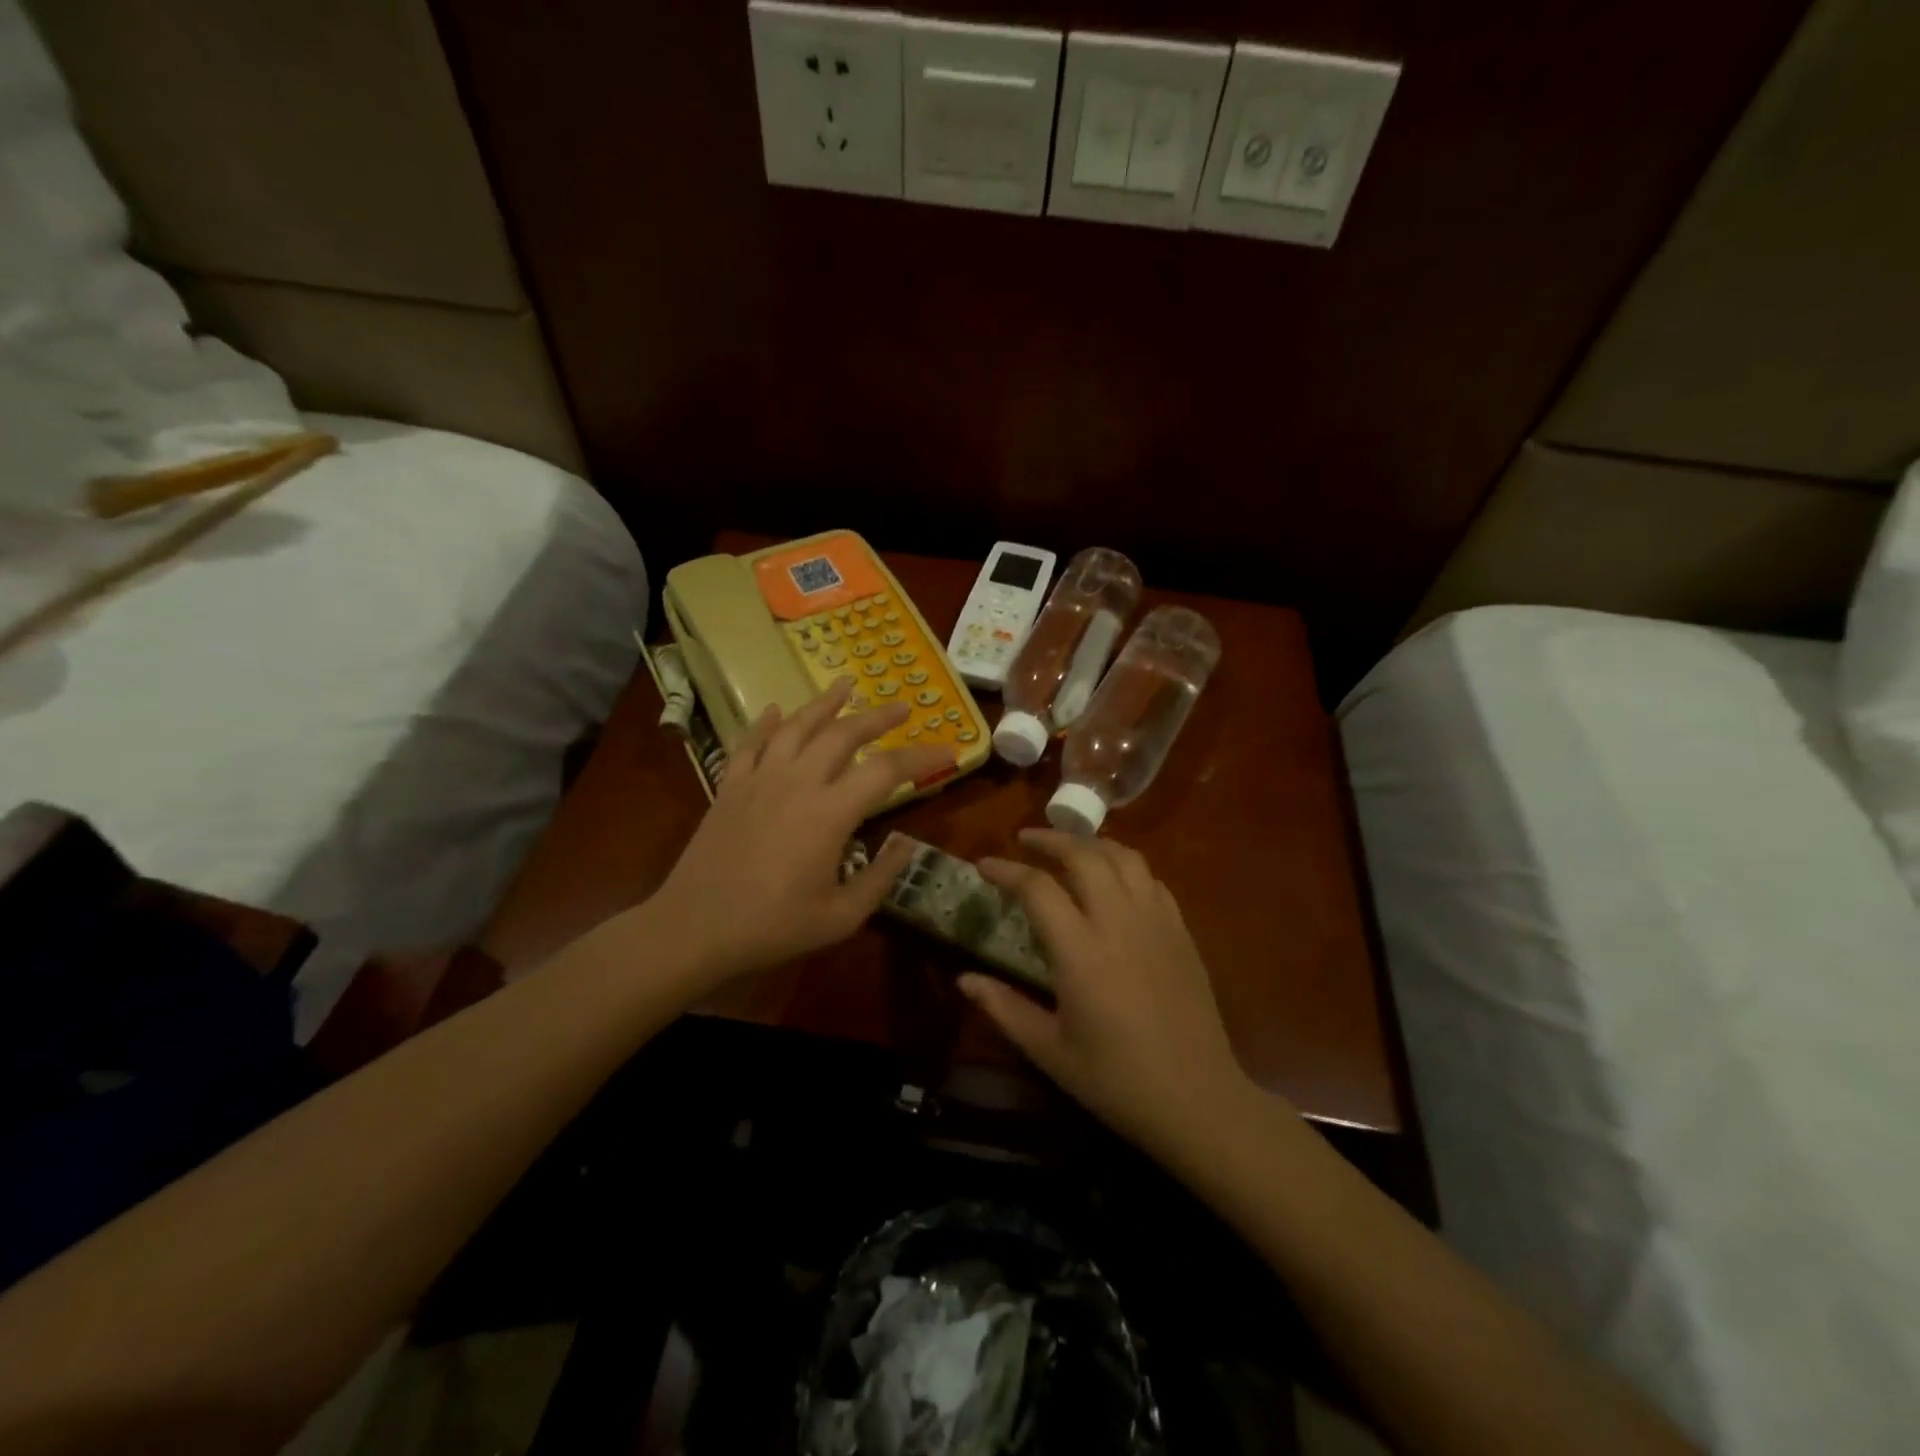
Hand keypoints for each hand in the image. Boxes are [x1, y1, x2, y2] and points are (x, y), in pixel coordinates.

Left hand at [650, 679, 952, 988]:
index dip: (922, 757)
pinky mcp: (729, 786)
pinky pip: (751, 742)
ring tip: (846, 685)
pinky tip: (777, 710)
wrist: (693, 928)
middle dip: (878, 717)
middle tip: (903, 706)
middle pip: (844, 734)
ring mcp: (759, 779)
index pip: (887, 771)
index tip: (949, 750)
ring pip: (797, 726)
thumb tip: (905, 845)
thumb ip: (880, 879)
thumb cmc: (772, 927)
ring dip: (825, 703)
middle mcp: (797, 782)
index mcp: (829, 814)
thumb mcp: (840, 917)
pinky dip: (767, 722)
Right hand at [966, 830, 1257, 1165]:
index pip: (1037, 888)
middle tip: (1025, 839)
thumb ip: (1003, 1008)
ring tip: (1069, 849)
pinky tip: (1114, 880)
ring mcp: (1156, 921)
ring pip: (1123, 857)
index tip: (983, 865)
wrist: (1197, 1099)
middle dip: (1050, 839)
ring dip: (1091, 843)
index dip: (1005, 870)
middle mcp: (1119, 922)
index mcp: (1081, 951)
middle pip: (1084, 855)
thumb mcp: (1049, 1051)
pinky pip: (1151, 879)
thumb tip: (964, 978)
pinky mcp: (1181, 931)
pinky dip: (1125, 866)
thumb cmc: (1115, 1080)